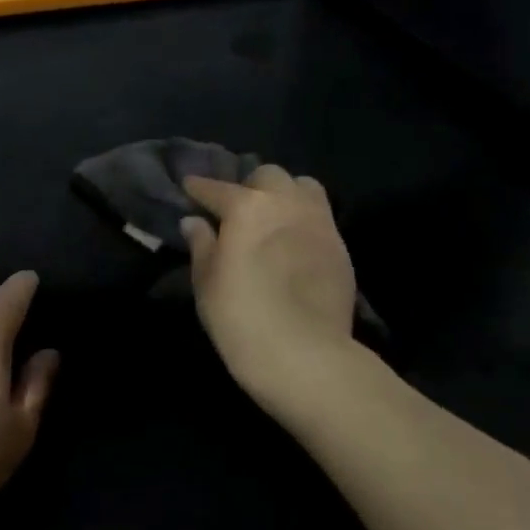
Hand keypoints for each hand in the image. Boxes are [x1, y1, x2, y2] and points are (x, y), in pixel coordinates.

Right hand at [180, 166, 357, 401]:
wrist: (304, 354)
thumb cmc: (240, 316)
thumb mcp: (207, 281)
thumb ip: (201, 244)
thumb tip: (195, 222)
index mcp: (247, 207)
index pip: (216, 188)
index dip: (199, 188)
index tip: (189, 188)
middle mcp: (286, 203)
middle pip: (267, 176)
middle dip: (249, 185)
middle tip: (237, 209)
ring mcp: (319, 222)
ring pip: (303, 186)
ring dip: (284, 193)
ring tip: (273, 216)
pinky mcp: (340, 246)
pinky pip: (320, 216)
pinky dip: (303, 218)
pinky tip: (293, 241)